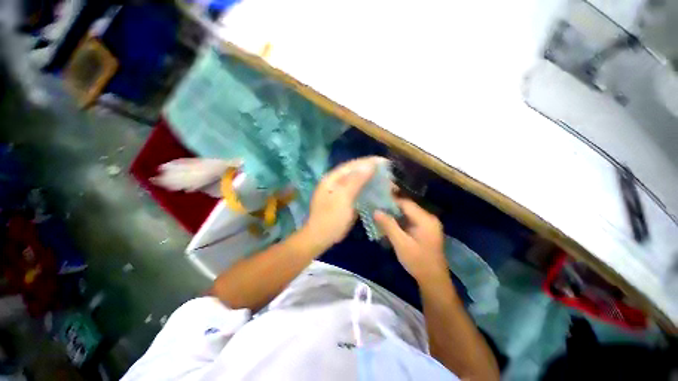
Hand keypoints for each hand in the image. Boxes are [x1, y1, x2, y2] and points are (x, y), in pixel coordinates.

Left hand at [302, 157, 382, 250]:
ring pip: (357, 182)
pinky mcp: (344, 200)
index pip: (352, 165)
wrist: (320, 238)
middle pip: (355, 172)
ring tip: (385, 180)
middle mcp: (335, 182)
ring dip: (370, 180)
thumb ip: (356, 181)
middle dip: (371, 170)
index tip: (384, 161)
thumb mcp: (343, 198)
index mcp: (332, 179)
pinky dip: (367, 190)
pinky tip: (377, 191)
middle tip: (387, 171)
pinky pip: (357, 191)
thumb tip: (369, 166)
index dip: (368, 162)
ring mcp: (340, 192)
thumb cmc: (331, 218)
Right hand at [374, 199, 448, 282]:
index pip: (406, 203)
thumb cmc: (417, 261)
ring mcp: (428, 224)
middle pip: (407, 207)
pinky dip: (400, 221)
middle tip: (376, 208)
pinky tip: (390, 224)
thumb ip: (388, 225)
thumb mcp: (401, 243)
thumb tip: (376, 211)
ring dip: (395, 214)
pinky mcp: (425, 230)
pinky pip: (410, 220)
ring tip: (380, 214)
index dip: (391, 200)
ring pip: (408, 213)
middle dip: (392, 207)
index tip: (377, 200)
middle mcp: (428, 218)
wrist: (433, 280)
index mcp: (425, 219)